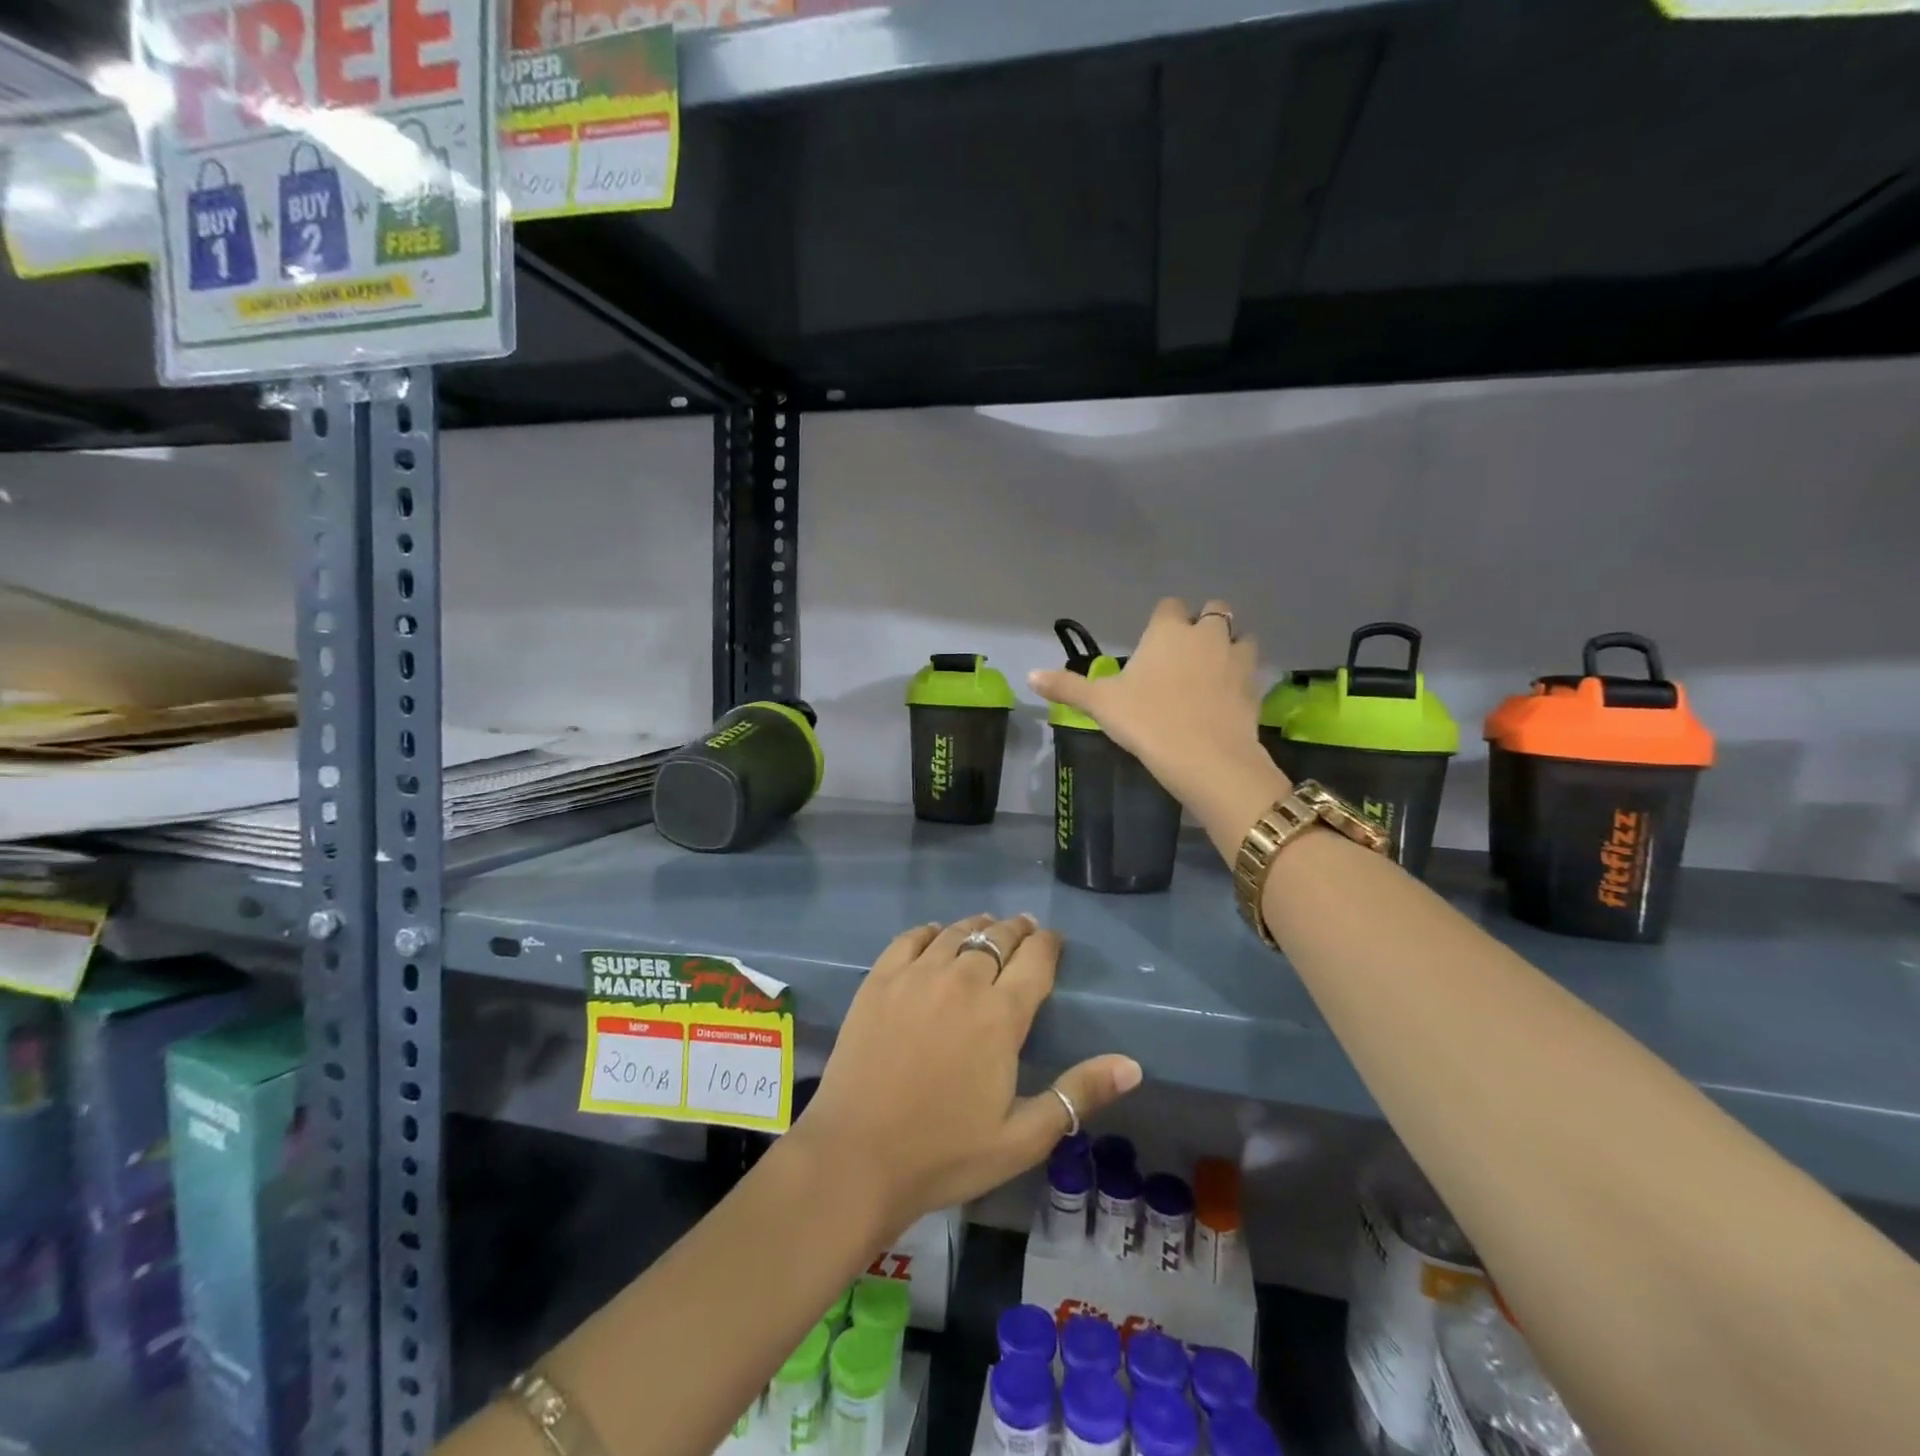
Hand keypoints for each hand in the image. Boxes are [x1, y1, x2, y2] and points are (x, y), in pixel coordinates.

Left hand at [792, 914, 1141, 1239]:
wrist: (857, 1156)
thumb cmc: (945, 1153)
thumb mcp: (1022, 1137)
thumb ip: (1078, 1094)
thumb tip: (1133, 1065)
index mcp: (1001, 1015)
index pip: (1036, 959)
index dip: (1049, 944)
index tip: (1054, 941)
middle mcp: (962, 981)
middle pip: (998, 938)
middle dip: (1017, 931)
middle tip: (1024, 931)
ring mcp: (916, 976)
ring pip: (956, 933)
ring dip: (978, 927)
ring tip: (987, 928)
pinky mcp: (879, 980)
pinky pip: (910, 938)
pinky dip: (930, 931)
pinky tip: (935, 935)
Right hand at [1029, 597, 1289, 857]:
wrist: (1206, 759)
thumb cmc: (1147, 721)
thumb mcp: (1101, 705)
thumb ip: (1067, 687)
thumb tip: (1029, 675)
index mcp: (1168, 631)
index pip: (1169, 606)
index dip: (1163, 620)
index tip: (1154, 641)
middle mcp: (1206, 635)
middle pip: (1214, 610)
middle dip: (1203, 624)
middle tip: (1186, 652)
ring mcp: (1236, 659)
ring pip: (1241, 637)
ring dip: (1230, 647)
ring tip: (1213, 671)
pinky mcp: (1255, 688)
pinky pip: (1251, 671)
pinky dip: (1241, 678)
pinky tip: (1227, 699)